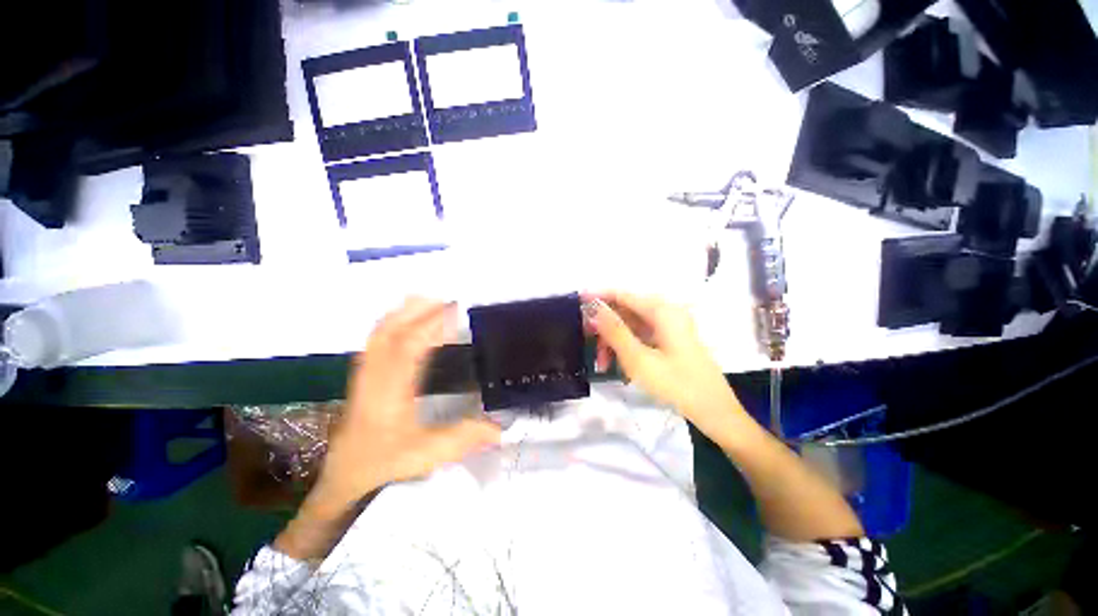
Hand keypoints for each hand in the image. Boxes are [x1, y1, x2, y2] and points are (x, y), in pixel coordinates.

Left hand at [309, 297, 500, 513]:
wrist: (344, 477)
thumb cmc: (383, 464)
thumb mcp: (426, 455)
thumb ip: (462, 439)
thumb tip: (499, 429)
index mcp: (390, 392)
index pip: (409, 347)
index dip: (432, 324)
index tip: (454, 311)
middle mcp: (374, 376)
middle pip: (391, 331)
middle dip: (419, 311)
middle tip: (446, 300)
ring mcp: (365, 374)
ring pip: (380, 333)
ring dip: (403, 313)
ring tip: (428, 301)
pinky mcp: (363, 376)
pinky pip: (375, 340)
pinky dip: (391, 323)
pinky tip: (404, 320)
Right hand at [582, 292, 745, 441]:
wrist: (715, 412)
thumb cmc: (677, 384)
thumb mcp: (638, 359)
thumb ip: (614, 331)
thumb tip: (594, 308)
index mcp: (662, 311)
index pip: (623, 295)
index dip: (599, 296)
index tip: (576, 302)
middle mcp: (666, 313)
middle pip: (626, 311)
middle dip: (605, 328)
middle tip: (587, 343)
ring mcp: (669, 328)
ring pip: (632, 327)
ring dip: (614, 343)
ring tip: (602, 365)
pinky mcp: (670, 341)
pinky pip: (641, 338)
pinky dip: (627, 349)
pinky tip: (620, 367)